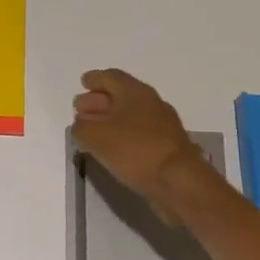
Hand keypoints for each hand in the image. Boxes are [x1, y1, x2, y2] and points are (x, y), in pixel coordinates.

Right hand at [71, 69, 211, 212]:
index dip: (94, 79)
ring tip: (92, 133)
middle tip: (81, 110)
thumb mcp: (95, 136)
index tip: (83, 83)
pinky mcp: (166, 147)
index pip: (110, 77)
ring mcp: (162, 125)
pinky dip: (123, 136)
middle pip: (120, 95)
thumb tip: (81, 125)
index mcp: (134, 91)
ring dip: (110, 121)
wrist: (179, 182)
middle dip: (99, 100)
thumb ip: (81, 127)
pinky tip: (112, 150)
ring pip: (130, 115)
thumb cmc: (135, 150)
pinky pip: (138, 134)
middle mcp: (150, 103)